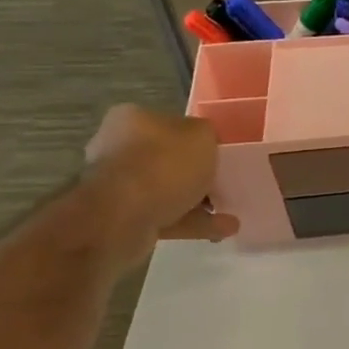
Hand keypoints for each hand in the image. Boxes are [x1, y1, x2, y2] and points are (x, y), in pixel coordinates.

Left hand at [82, 104, 236, 256]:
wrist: (122, 215)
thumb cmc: (164, 163)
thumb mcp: (202, 134)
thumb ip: (207, 133)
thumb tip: (204, 141)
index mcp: (132, 119)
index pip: (168, 124)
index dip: (195, 139)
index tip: (217, 154)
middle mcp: (118, 148)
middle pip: (166, 159)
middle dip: (196, 174)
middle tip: (223, 183)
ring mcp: (117, 186)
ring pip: (167, 191)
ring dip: (199, 202)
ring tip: (230, 213)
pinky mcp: (122, 217)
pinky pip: (165, 216)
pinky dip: (192, 222)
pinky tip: (221, 229)